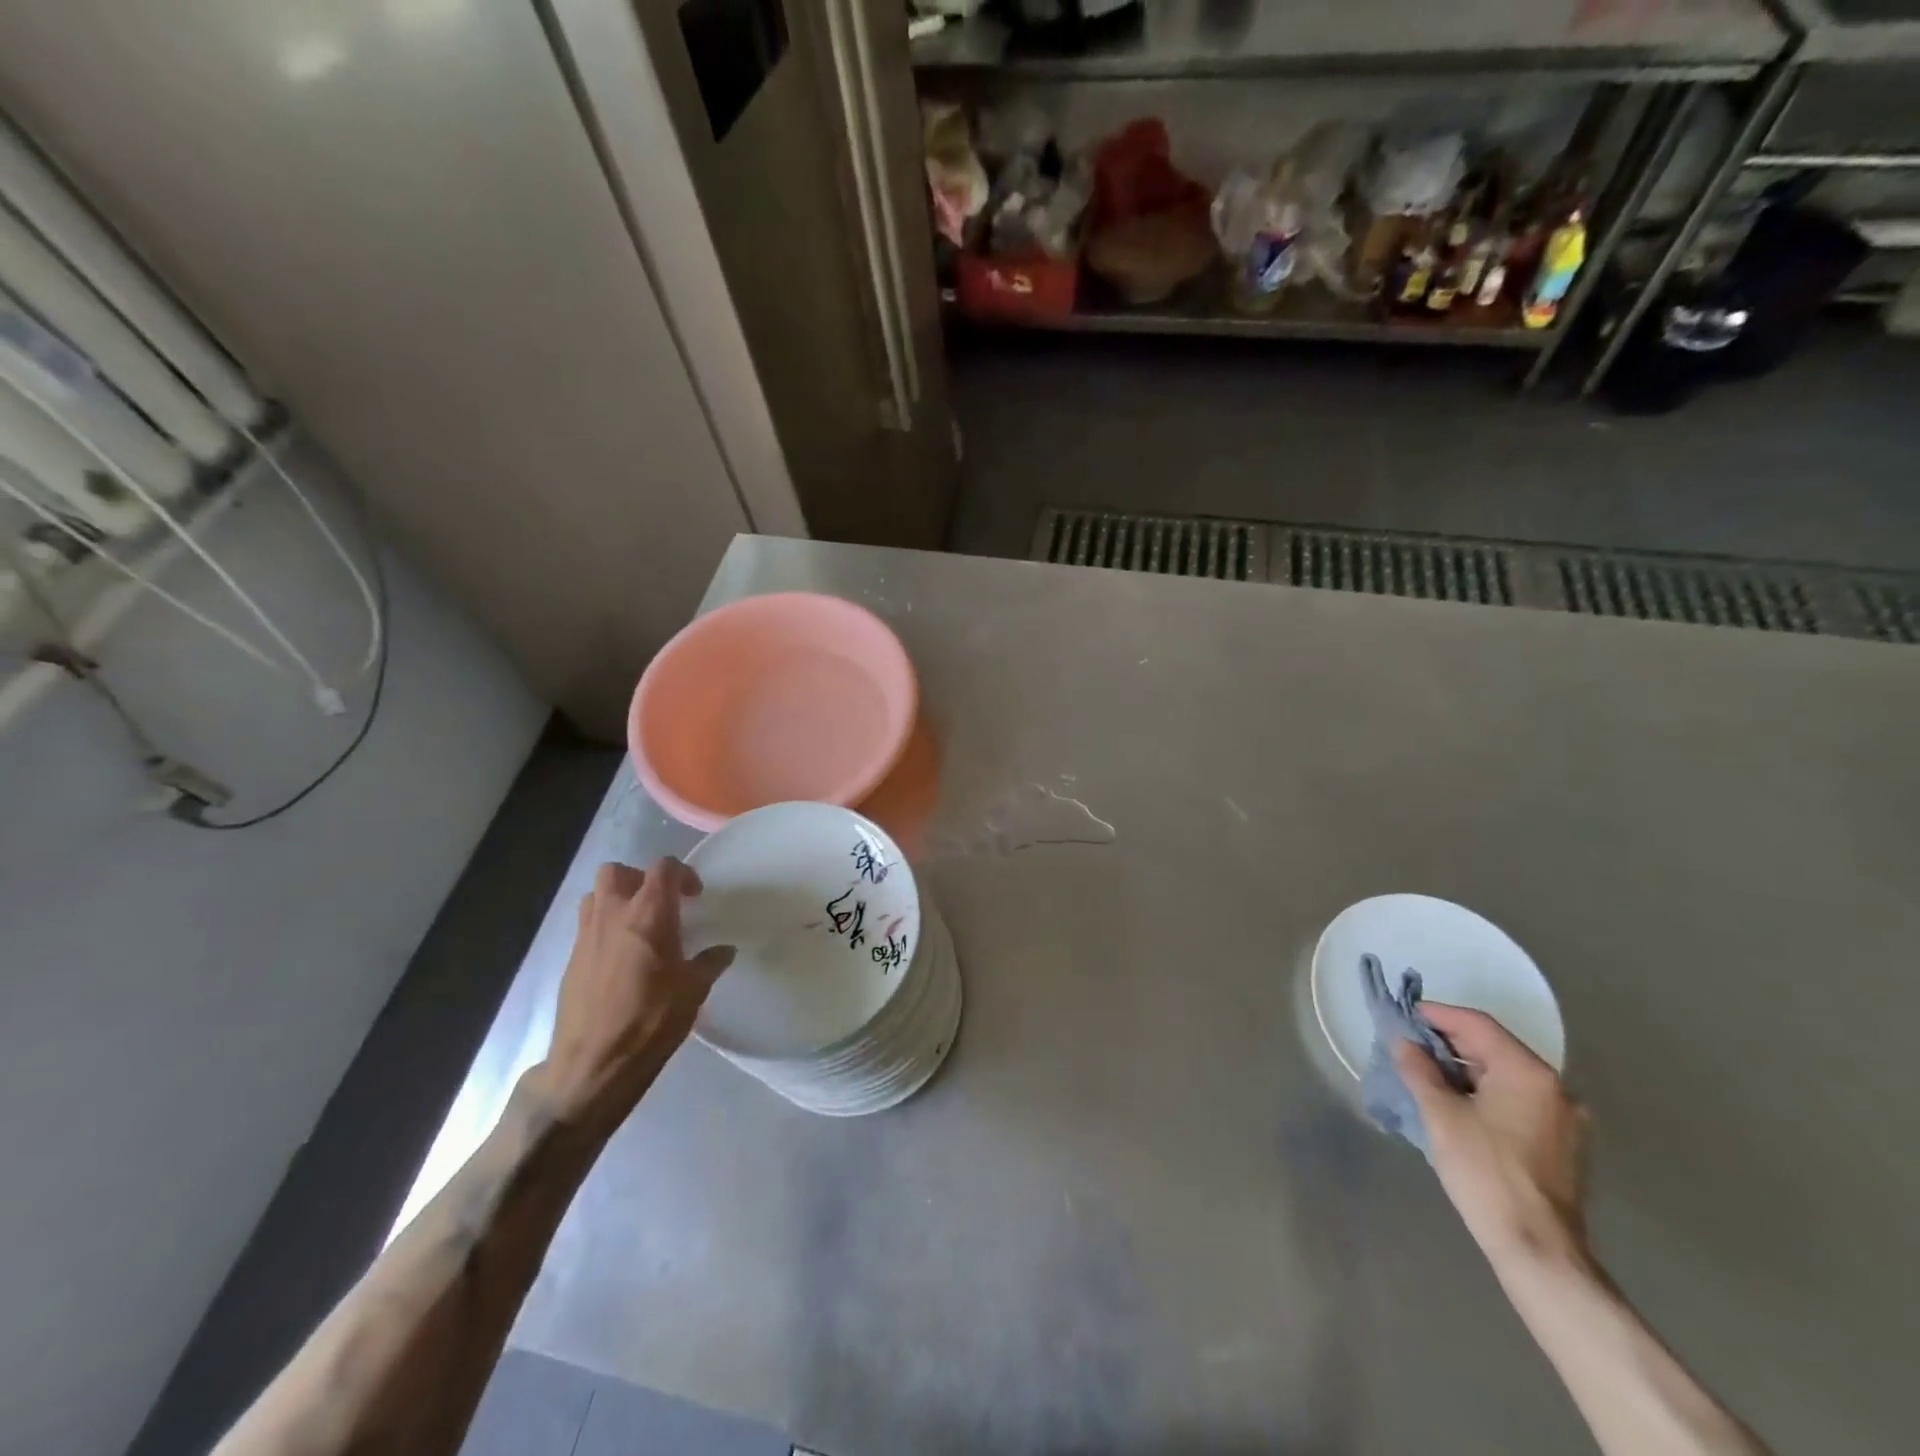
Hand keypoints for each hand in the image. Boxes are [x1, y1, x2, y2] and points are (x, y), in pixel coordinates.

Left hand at [539, 859, 733, 1129]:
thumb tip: (724, 951)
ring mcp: (586, 937)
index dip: (683, 874)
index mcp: (649, 914)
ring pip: (595, 896)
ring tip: (637, 926)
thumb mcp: (694, 991)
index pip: (663, 868)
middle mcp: (613, 915)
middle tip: (660, 903)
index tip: (694, 897)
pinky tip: (621, 959)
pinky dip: (604, 929)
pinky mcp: (570, 961)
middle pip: (618, 872)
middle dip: (640, 879)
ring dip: (616, 900)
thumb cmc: (651, 1021)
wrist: (593, 1065)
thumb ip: (709, 963)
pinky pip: (586, 927)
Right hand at [1394, 1005, 1590, 1272]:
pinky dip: (1484, 1092)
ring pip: (1504, 1075)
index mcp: (1527, 1072)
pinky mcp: (1561, 1143)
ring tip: (1426, 1074)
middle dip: (1448, 1042)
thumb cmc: (1485, 1172)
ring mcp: (1562, 1117)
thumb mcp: (1440, 1114)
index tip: (1404, 1015)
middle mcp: (1553, 1087)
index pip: (1477, 1024)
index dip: (1437, 1015)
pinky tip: (1457, 1104)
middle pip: (1493, 1047)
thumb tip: (1404, 1042)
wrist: (1537, 1248)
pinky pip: (1516, 1099)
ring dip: (1465, 1069)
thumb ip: (1419, 1070)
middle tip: (1409, 1045)